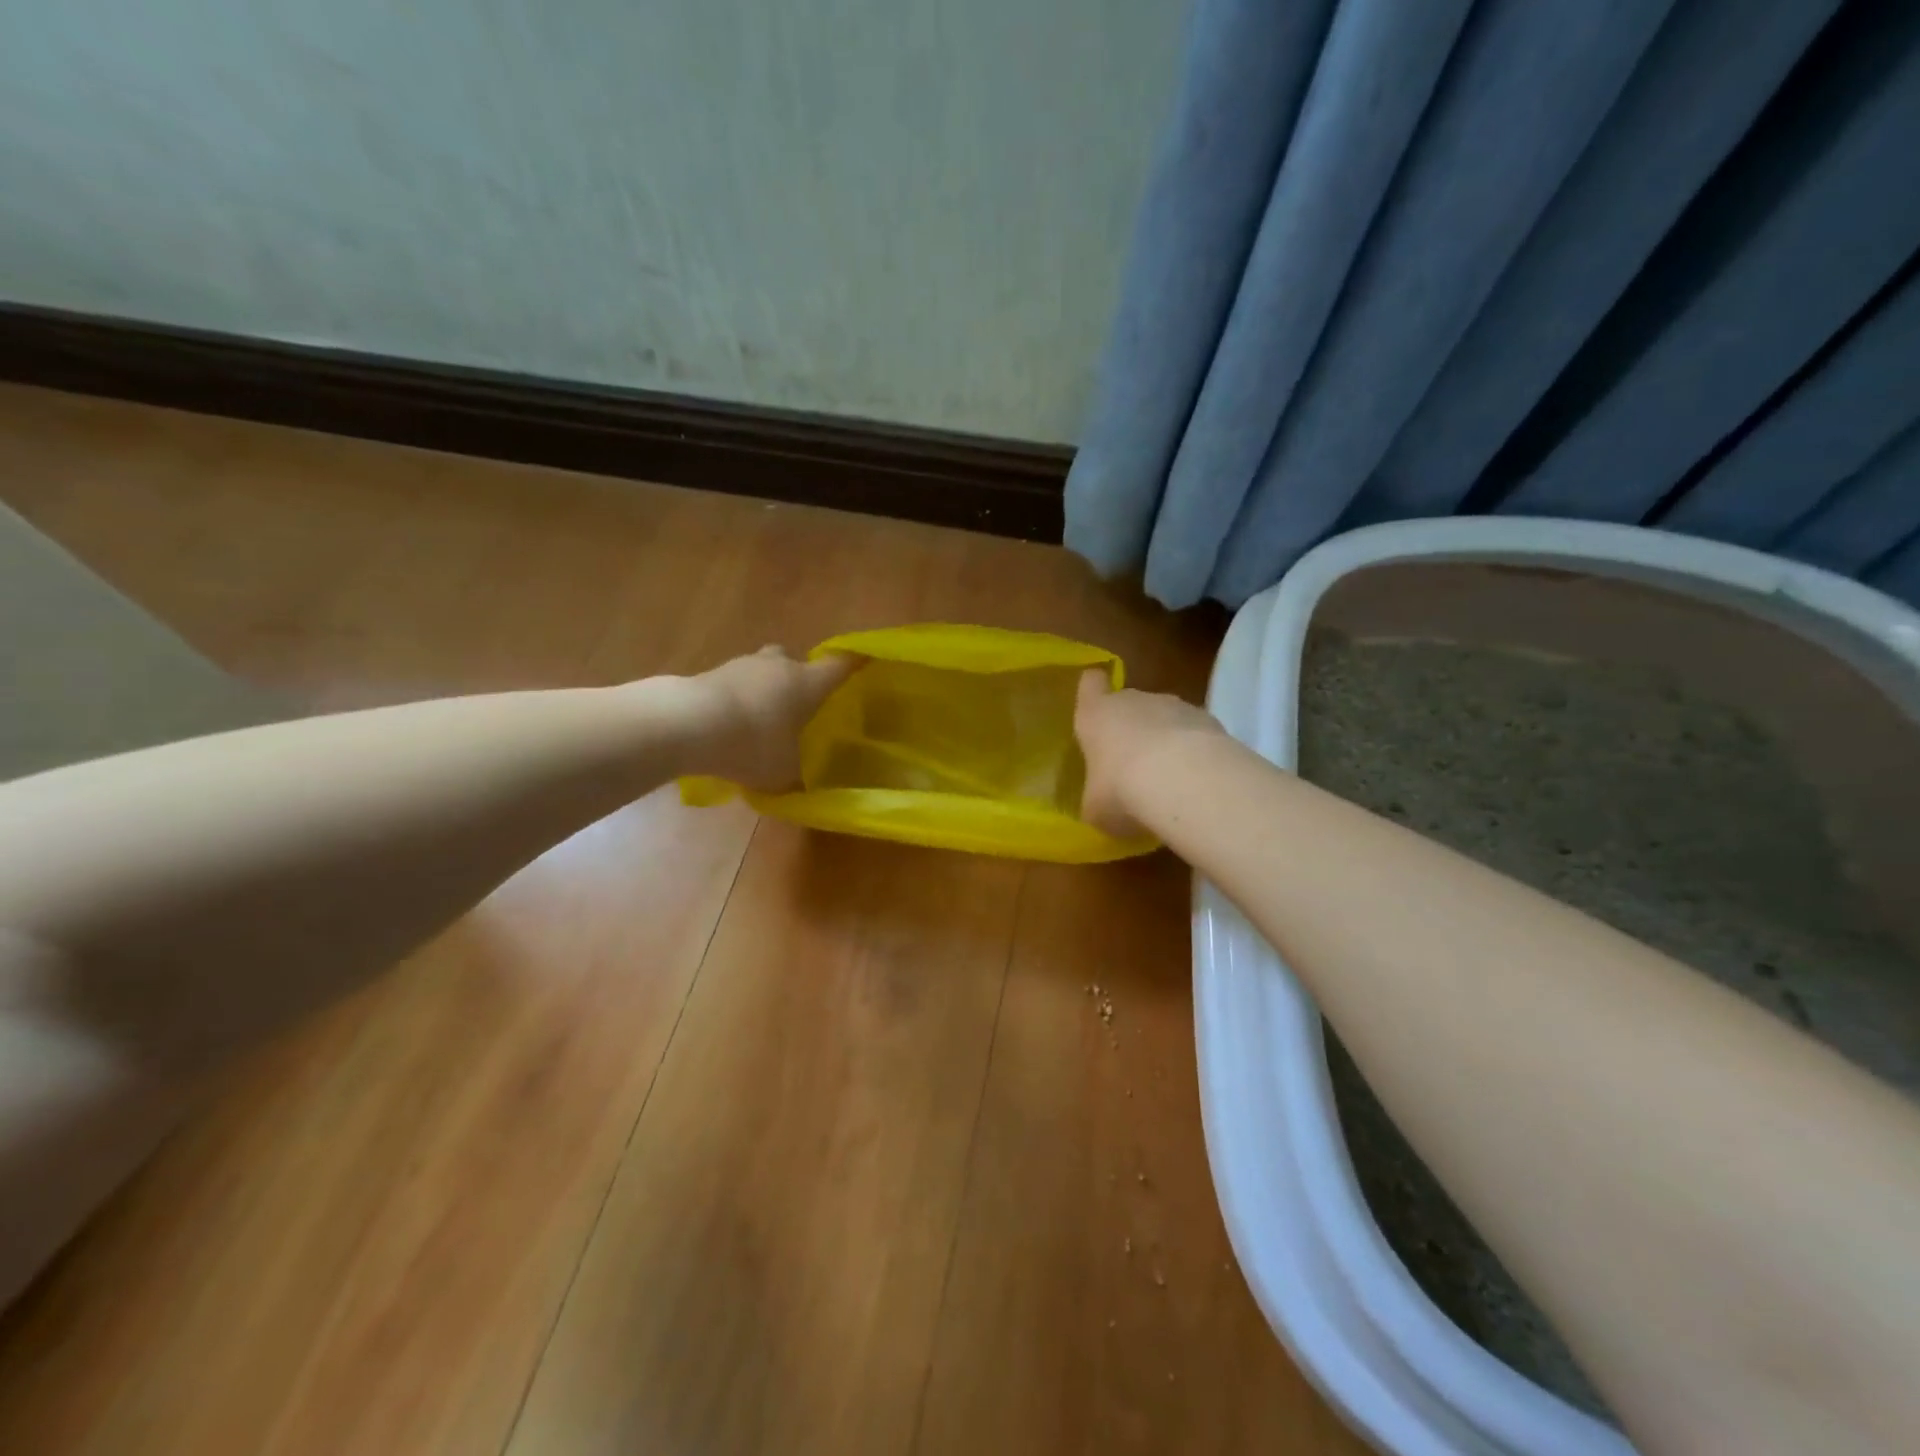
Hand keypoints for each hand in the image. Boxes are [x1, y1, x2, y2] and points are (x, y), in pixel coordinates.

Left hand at [682, 646, 861, 791]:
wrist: (686, 724)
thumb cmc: (752, 744)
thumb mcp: (782, 774)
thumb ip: (797, 777)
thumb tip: (803, 785)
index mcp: (807, 683)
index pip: (840, 665)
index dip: (854, 665)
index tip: (863, 664)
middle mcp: (779, 665)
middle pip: (794, 661)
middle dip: (797, 679)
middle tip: (796, 706)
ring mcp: (742, 665)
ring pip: (762, 670)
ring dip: (763, 689)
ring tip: (757, 721)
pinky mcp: (710, 673)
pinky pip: (734, 684)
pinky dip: (736, 699)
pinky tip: (728, 725)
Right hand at [1075, 669, 1225, 837]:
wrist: (1185, 781)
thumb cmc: (1121, 789)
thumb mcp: (1095, 806)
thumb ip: (1097, 798)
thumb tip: (1103, 804)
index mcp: (1096, 715)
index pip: (1091, 684)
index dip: (1093, 692)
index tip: (1096, 704)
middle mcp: (1134, 700)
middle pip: (1130, 703)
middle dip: (1132, 729)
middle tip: (1132, 767)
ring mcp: (1176, 706)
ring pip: (1166, 718)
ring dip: (1166, 741)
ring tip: (1170, 780)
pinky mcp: (1211, 721)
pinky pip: (1196, 734)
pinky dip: (1196, 753)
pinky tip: (1197, 783)